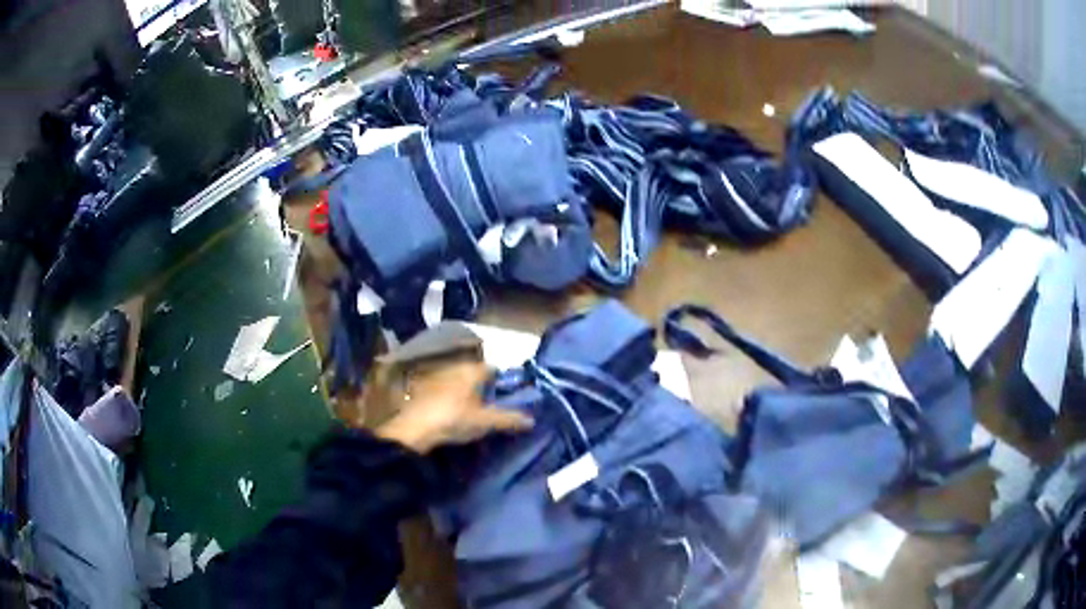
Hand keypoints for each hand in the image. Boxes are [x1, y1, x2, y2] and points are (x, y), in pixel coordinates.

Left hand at [375, 360, 533, 453]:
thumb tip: (531, 420)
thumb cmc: (453, 419)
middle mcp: (455, 366)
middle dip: (483, 387)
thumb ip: (508, 419)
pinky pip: (443, 388)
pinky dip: (449, 397)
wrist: (414, 428)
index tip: (507, 396)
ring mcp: (437, 375)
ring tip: (471, 411)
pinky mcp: (422, 387)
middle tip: (491, 406)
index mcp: (472, 370)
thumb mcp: (485, 422)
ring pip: (458, 380)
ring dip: (465, 392)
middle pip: (475, 374)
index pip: (494, 369)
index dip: (502, 382)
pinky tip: (450, 412)